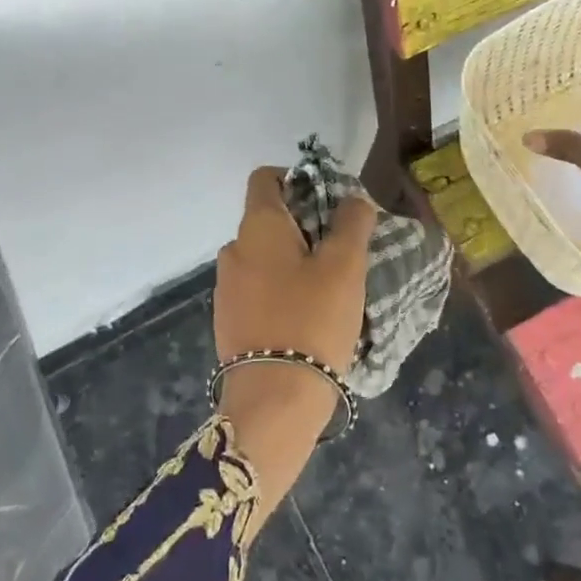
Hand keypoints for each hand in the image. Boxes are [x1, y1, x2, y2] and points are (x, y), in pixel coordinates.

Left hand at [213, 167, 375, 528]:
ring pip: (265, 257)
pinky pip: (258, 289)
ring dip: (294, 261)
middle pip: (268, 219)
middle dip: (305, 225)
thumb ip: (352, 222)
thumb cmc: (312, 320)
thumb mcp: (345, 265)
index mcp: (257, 227)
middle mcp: (233, 250)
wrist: (274, 402)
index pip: (265, 178)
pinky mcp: (229, 321)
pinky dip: (281, 290)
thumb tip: (352, 199)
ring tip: (330, 287)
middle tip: (341, 250)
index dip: (297, 179)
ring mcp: (227, 288)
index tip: (328, 202)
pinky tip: (308, 317)